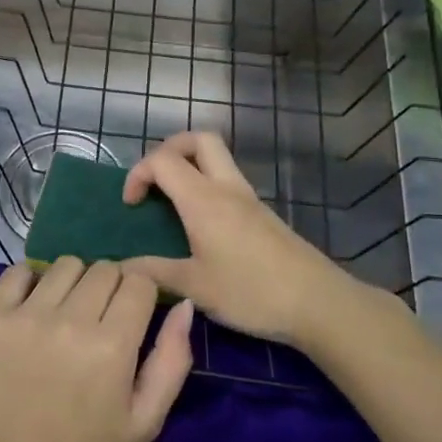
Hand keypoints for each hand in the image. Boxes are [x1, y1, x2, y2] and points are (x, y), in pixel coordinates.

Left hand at [0, 257, 193, 441]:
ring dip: (74, 281)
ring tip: (66, 311)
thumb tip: (184, 305)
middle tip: (100, 317)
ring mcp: (26, 315)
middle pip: (104, 269)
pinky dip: (31, 280)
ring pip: (65, 265)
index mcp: (112, 346)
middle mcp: (70, 320)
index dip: (141, 294)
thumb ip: (172, 360)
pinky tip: (33, 305)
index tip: (132, 313)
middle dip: (111, 287)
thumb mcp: (143, 420)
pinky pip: (19, 271)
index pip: (139, 281)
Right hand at [122, 131, 403, 350]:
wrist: (317, 302)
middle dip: (168, 149)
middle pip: (197, 139)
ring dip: (189, 166)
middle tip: (155, 182)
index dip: (137, 173)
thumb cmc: (251, 292)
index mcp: (203, 199)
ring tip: (172, 202)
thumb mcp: (195, 287)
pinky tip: (201, 224)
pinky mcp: (262, 214)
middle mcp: (226, 188)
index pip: (162, 159)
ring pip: (216, 157)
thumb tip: (123, 268)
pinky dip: (206, 186)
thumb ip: (155, 272)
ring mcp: (248, 198)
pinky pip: (227, 181)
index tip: (131, 206)